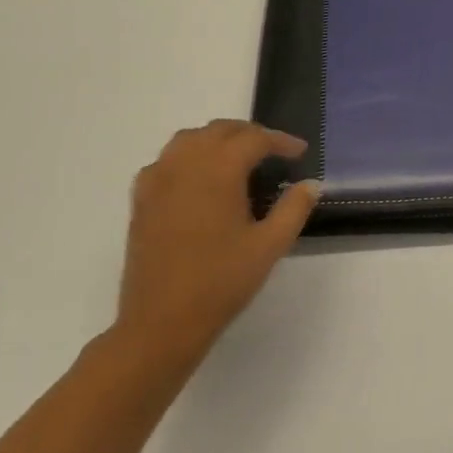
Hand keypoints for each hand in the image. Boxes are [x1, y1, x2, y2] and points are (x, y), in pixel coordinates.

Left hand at [106, 120, 319, 379]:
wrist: (161, 321)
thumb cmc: (221, 282)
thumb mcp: (269, 246)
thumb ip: (294, 208)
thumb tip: (311, 184)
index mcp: (218, 170)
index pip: (254, 139)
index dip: (281, 141)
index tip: (300, 152)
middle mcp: (184, 163)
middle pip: (220, 130)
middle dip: (250, 135)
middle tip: (274, 153)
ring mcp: (157, 179)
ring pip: (190, 139)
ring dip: (218, 140)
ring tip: (239, 160)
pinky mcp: (141, 198)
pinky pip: (167, 160)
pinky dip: (189, 157)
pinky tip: (201, 180)